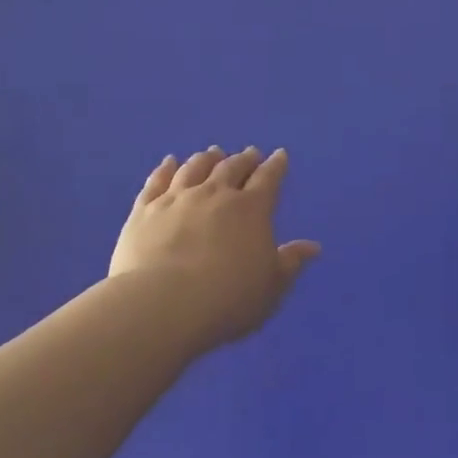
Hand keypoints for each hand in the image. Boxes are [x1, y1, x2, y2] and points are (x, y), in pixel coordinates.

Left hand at [109, 146, 320, 349]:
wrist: (163, 305)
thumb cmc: (229, 298)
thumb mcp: (272, 286)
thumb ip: (291, 262)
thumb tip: (312, 247)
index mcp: (251, 209)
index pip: (268, 179)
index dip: (276, 166)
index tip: (280, 155)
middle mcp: (215, 194)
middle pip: (231, 168)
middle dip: (243, 159)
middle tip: (249, 153)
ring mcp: (177, 199)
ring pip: (195, 168)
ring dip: (207, 159)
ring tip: (213, 153)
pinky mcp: (144, 211)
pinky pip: (157, 182)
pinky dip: (165, 169)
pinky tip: (169, 162)